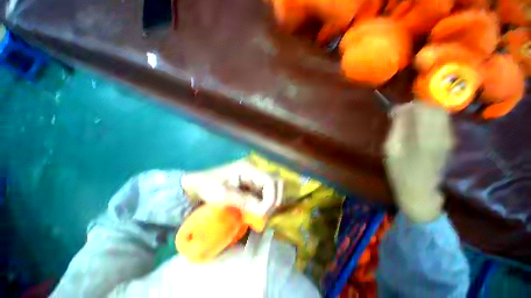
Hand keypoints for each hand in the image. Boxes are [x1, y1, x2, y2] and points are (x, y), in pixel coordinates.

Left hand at [181, 160, 281, 215]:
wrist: (197, 186)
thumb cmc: (208, 186)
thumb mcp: (224, 194)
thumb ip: (244, 201)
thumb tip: (262, 212)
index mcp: (248, 168)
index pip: (271, 180)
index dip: (271, 197)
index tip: (262, 214)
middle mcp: (255, 171)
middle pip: (276, 182)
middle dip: (274, 200)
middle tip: (264, 215)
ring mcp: (255, 177)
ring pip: (273, 189)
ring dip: (270, 202)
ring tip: (260, 215)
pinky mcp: (253, 184)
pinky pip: (265, 194)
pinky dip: (265, 204)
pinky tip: (257, 212)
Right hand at [384, 101, 453, 222]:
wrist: (420, 190)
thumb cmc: (399, 171)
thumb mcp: (391, 150)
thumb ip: (396, 128)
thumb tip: (398, 110)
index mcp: (424, 137)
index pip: (421, 109)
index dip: (408, 106)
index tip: (395, 111)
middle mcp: (441, 134)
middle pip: (434, 108)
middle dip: (418, 106)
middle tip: (403, 114)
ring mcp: (448, 138)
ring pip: (441, 113)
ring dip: (425, 111)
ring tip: (411, 119)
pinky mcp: (450, 141)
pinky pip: (444, 121)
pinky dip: (432, 118)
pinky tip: (421, 126)